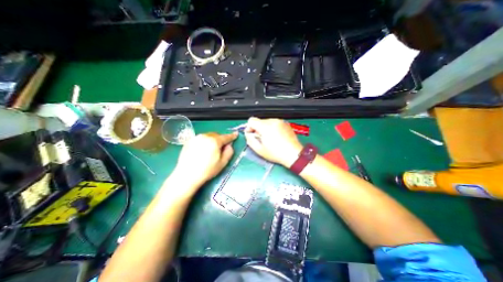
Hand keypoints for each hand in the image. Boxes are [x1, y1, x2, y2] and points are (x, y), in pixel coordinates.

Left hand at [174, 133, 236, 189]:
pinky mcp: (189, 141)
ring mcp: (196, 138)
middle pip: (216, 135)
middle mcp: (205, 136)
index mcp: (214, 141)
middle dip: (220, 139)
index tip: (235, 134)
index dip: (232, 136)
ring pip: (208, 136)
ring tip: (210, 150)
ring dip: (212, 140)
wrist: (187, 175)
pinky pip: (200, 139)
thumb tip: (229, 145)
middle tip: (221, 147)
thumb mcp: (222, 163)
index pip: (226, 137)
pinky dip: (204, 142)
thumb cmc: (207, 170)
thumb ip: (229, 152)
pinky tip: (202, 151)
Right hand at [244, 117, 301, 166]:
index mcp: (265, 127)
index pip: (252, 120)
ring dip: (265, 128)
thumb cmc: (277, 153)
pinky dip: (272, 128)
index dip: (249, 127)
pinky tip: (276, 137)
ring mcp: (280, 122)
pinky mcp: (285, 124)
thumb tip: (248, 134)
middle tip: (261, 139)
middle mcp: (273, 121)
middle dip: (258, 129)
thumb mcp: (259, 150)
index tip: (252, 134)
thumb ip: (250, 140)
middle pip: (259, 121)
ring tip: (270, 139)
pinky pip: (274, 123)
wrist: (293, 154)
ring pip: (267, 122)